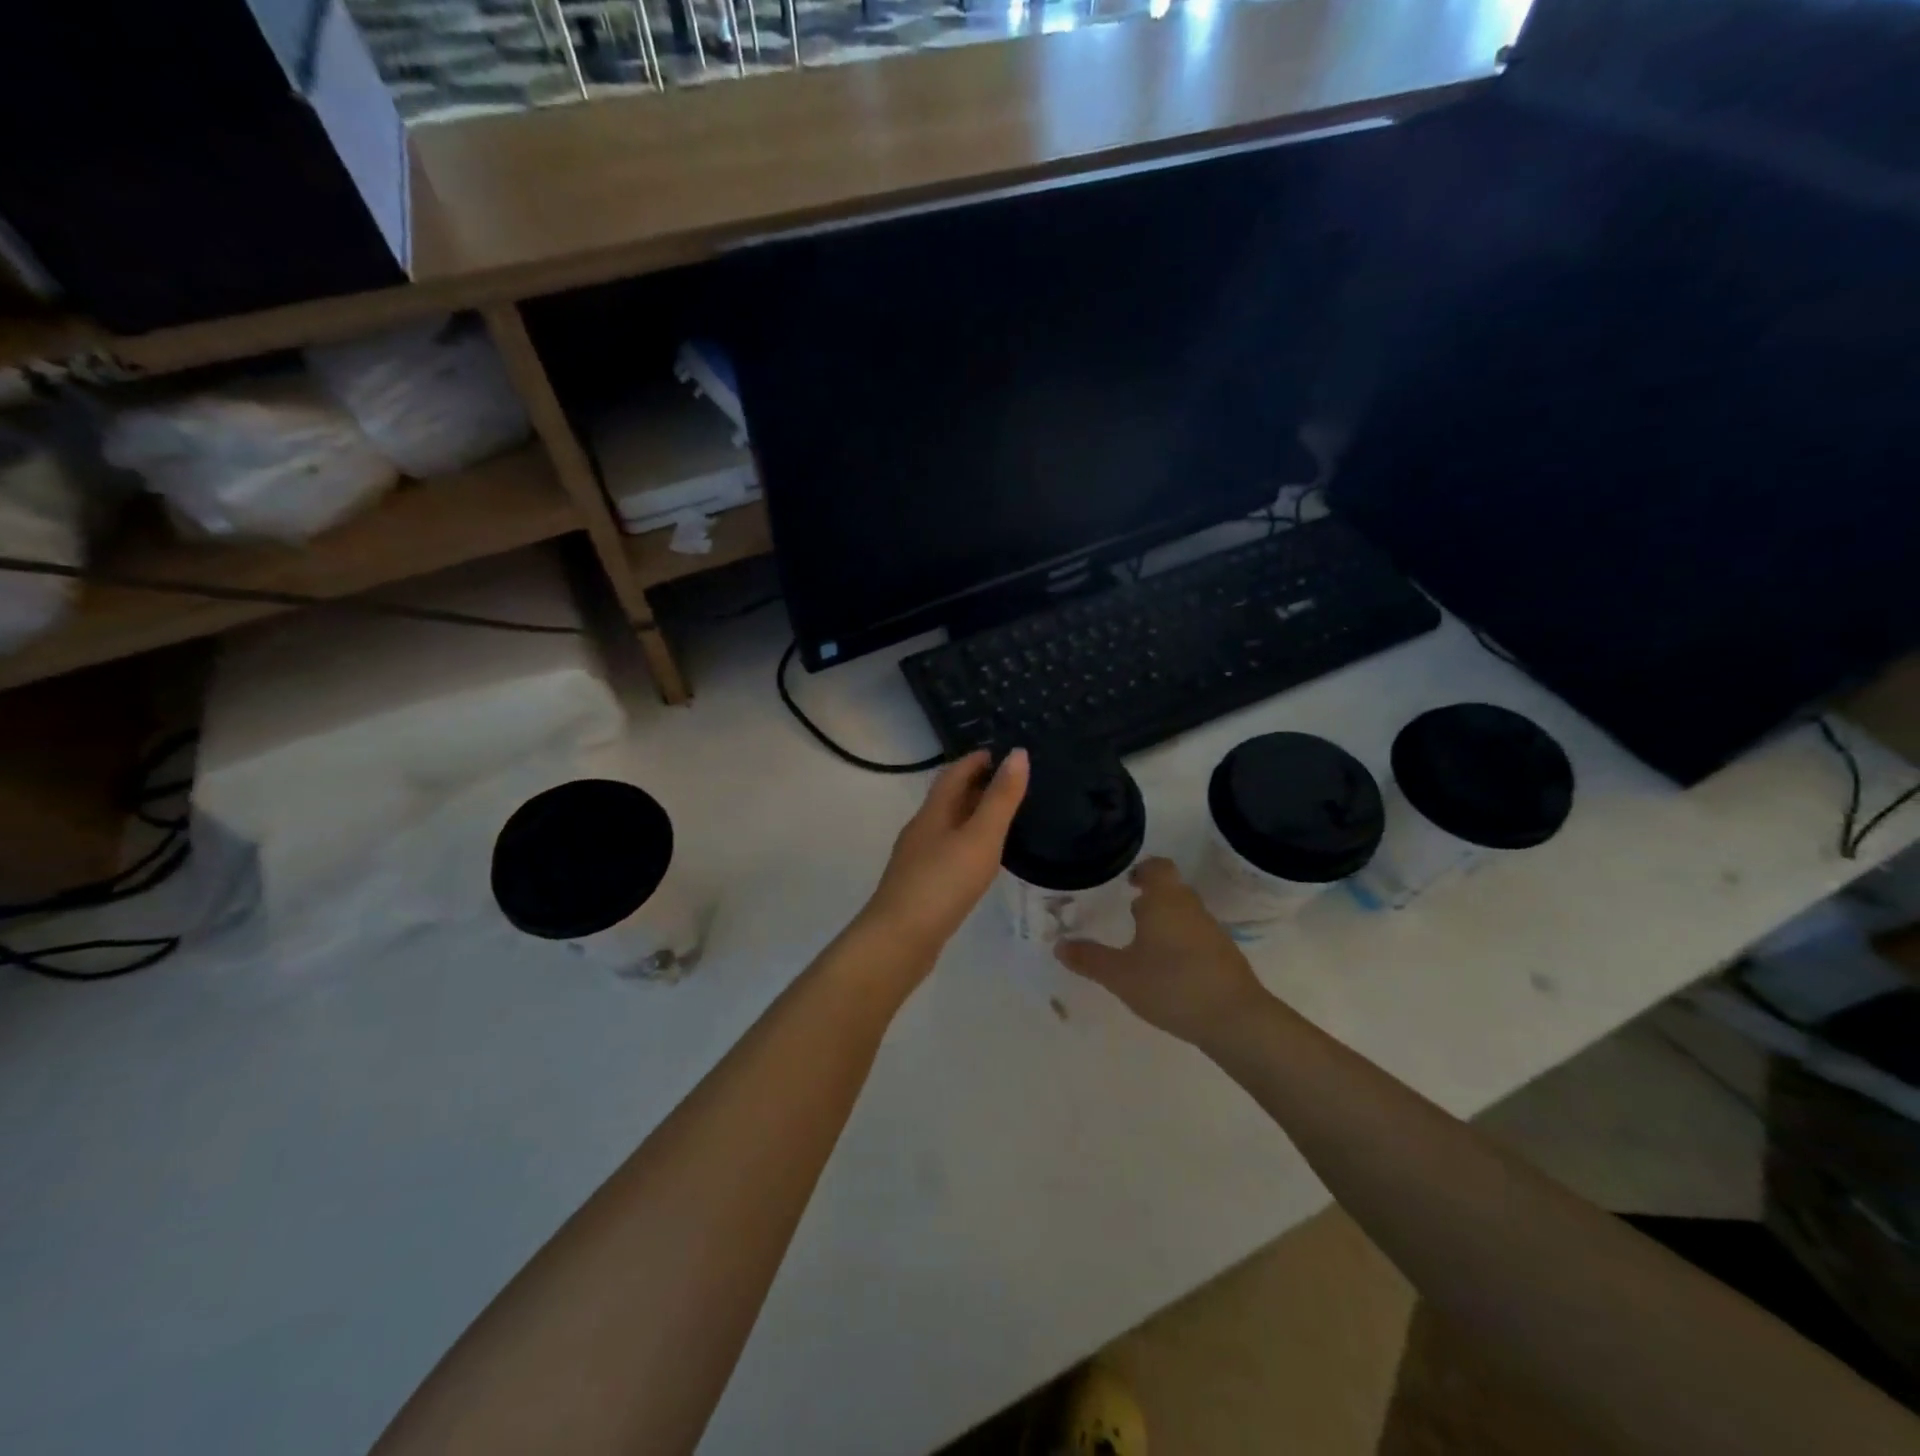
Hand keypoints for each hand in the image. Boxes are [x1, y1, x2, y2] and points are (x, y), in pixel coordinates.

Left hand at [862, 749, 1029, 960]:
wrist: (899, 939)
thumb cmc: (943, 883)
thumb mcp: (980, 837)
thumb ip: (1001, 798)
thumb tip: (1018, 753)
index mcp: (933, 812)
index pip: (954, 773)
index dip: (977, 760)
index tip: (1003, 752)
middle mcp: (921, 829)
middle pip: (948, 797)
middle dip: (976, 785)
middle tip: (1011, 781)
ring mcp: (917, 858)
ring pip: (947, 825)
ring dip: (971, 814)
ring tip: (1002, 816)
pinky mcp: (920, 884)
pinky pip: (946, 850)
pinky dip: (966, 842)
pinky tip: (979, 858)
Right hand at [1056, 858, 1269, 1047]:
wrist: (1235, 1019)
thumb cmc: (1171, 985)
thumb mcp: (1120, 975)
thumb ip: (1089, 959)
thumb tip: (1060, 945)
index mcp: (1165, 900)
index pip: (1157, 867)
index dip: (1142, 870)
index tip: (1126, 883)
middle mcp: (1190, 907)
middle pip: (1171, 890)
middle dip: (1150, 899)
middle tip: (1126, 916)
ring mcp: (1212, 931)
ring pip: (1184, 915)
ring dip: (1166, 924)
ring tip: (1143, 947)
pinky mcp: (1225, 955)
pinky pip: (1197, 937)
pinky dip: (1181, 945)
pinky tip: (1168, 971)